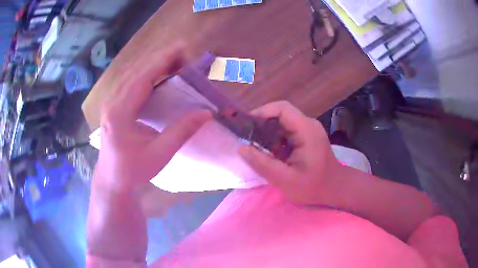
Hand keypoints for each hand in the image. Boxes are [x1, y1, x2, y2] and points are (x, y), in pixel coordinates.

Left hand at [95, 45, 211, 191]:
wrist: (111, 179)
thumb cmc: (133, 170)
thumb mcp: (159, 154)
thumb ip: (181, 131)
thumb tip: (206, 112)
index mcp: (120, 113)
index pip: (142, 78)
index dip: (163, 61)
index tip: (182, 48)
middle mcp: (112, 102)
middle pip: (137, 71)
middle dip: (161, 59)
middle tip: (184, 55)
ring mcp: (110, 102)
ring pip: (133, 74)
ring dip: (154, 65)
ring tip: (175, 61)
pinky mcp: (113, 104)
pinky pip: (130, 82)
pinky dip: (147, 74)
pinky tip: (158, 74)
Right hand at [238, 101, 341, 203]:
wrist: (334, 189)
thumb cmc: (314, 186)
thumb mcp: (286, 180)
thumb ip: (263, 164)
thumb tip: (241, 148)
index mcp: (306, 130)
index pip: (282, 108)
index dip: (262, 112)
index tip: (247, 126)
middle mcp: (308, 124)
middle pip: (280, 114)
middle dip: (261, 125)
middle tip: (247, 139)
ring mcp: (308, 130)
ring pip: (282, 123)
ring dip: (267, 133)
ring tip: (255, 148)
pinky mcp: (306, 136)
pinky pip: (286, 132)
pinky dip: (274, 140)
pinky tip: (269, 153)